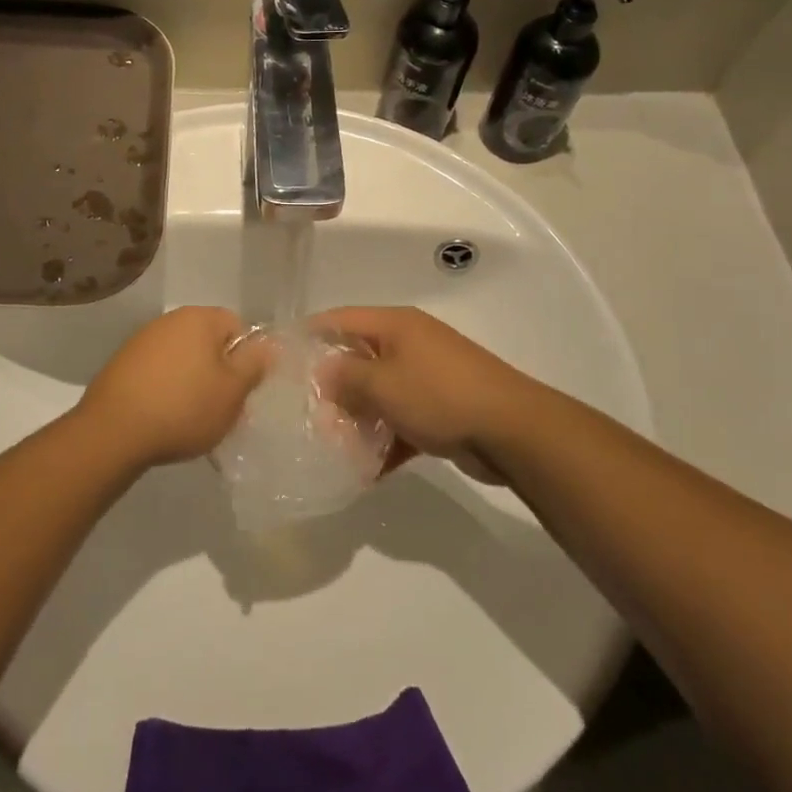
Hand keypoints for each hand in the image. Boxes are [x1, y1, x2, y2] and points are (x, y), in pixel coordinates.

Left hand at [74, 306, 267, 467]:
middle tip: (221, 406)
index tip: (242, 388)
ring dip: (191, 381)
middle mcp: (169, 320)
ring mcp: (141, 340)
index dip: (246, 356)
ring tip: (191, 416)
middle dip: (218, 370)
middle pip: (208, 341)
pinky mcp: (121, 364)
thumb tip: (267, 345)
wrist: (114, 431)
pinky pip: (157, 372)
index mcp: (199, 318)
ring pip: (182, 358)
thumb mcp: (232, 391)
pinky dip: (166, 389)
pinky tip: (164, 416)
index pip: (237, 325)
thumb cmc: (184, 408)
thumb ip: (254, 364)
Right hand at [310, 307, 557, 466]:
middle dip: (331, 386)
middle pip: (358, 359)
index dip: (308, 333)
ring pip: (379, 394)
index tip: (279, 357)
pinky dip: (386, 442)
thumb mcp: (382, 384)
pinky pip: (402, 422)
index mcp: (395, 325)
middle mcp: (410, 345)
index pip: (340, 319)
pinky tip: (366, 473)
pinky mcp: (442, 410)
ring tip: (331, 446)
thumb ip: (344, 377)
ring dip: (357, 419)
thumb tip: (321, 374)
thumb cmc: (439, 395)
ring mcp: (428, 378)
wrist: (513, 431)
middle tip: (303, 412)